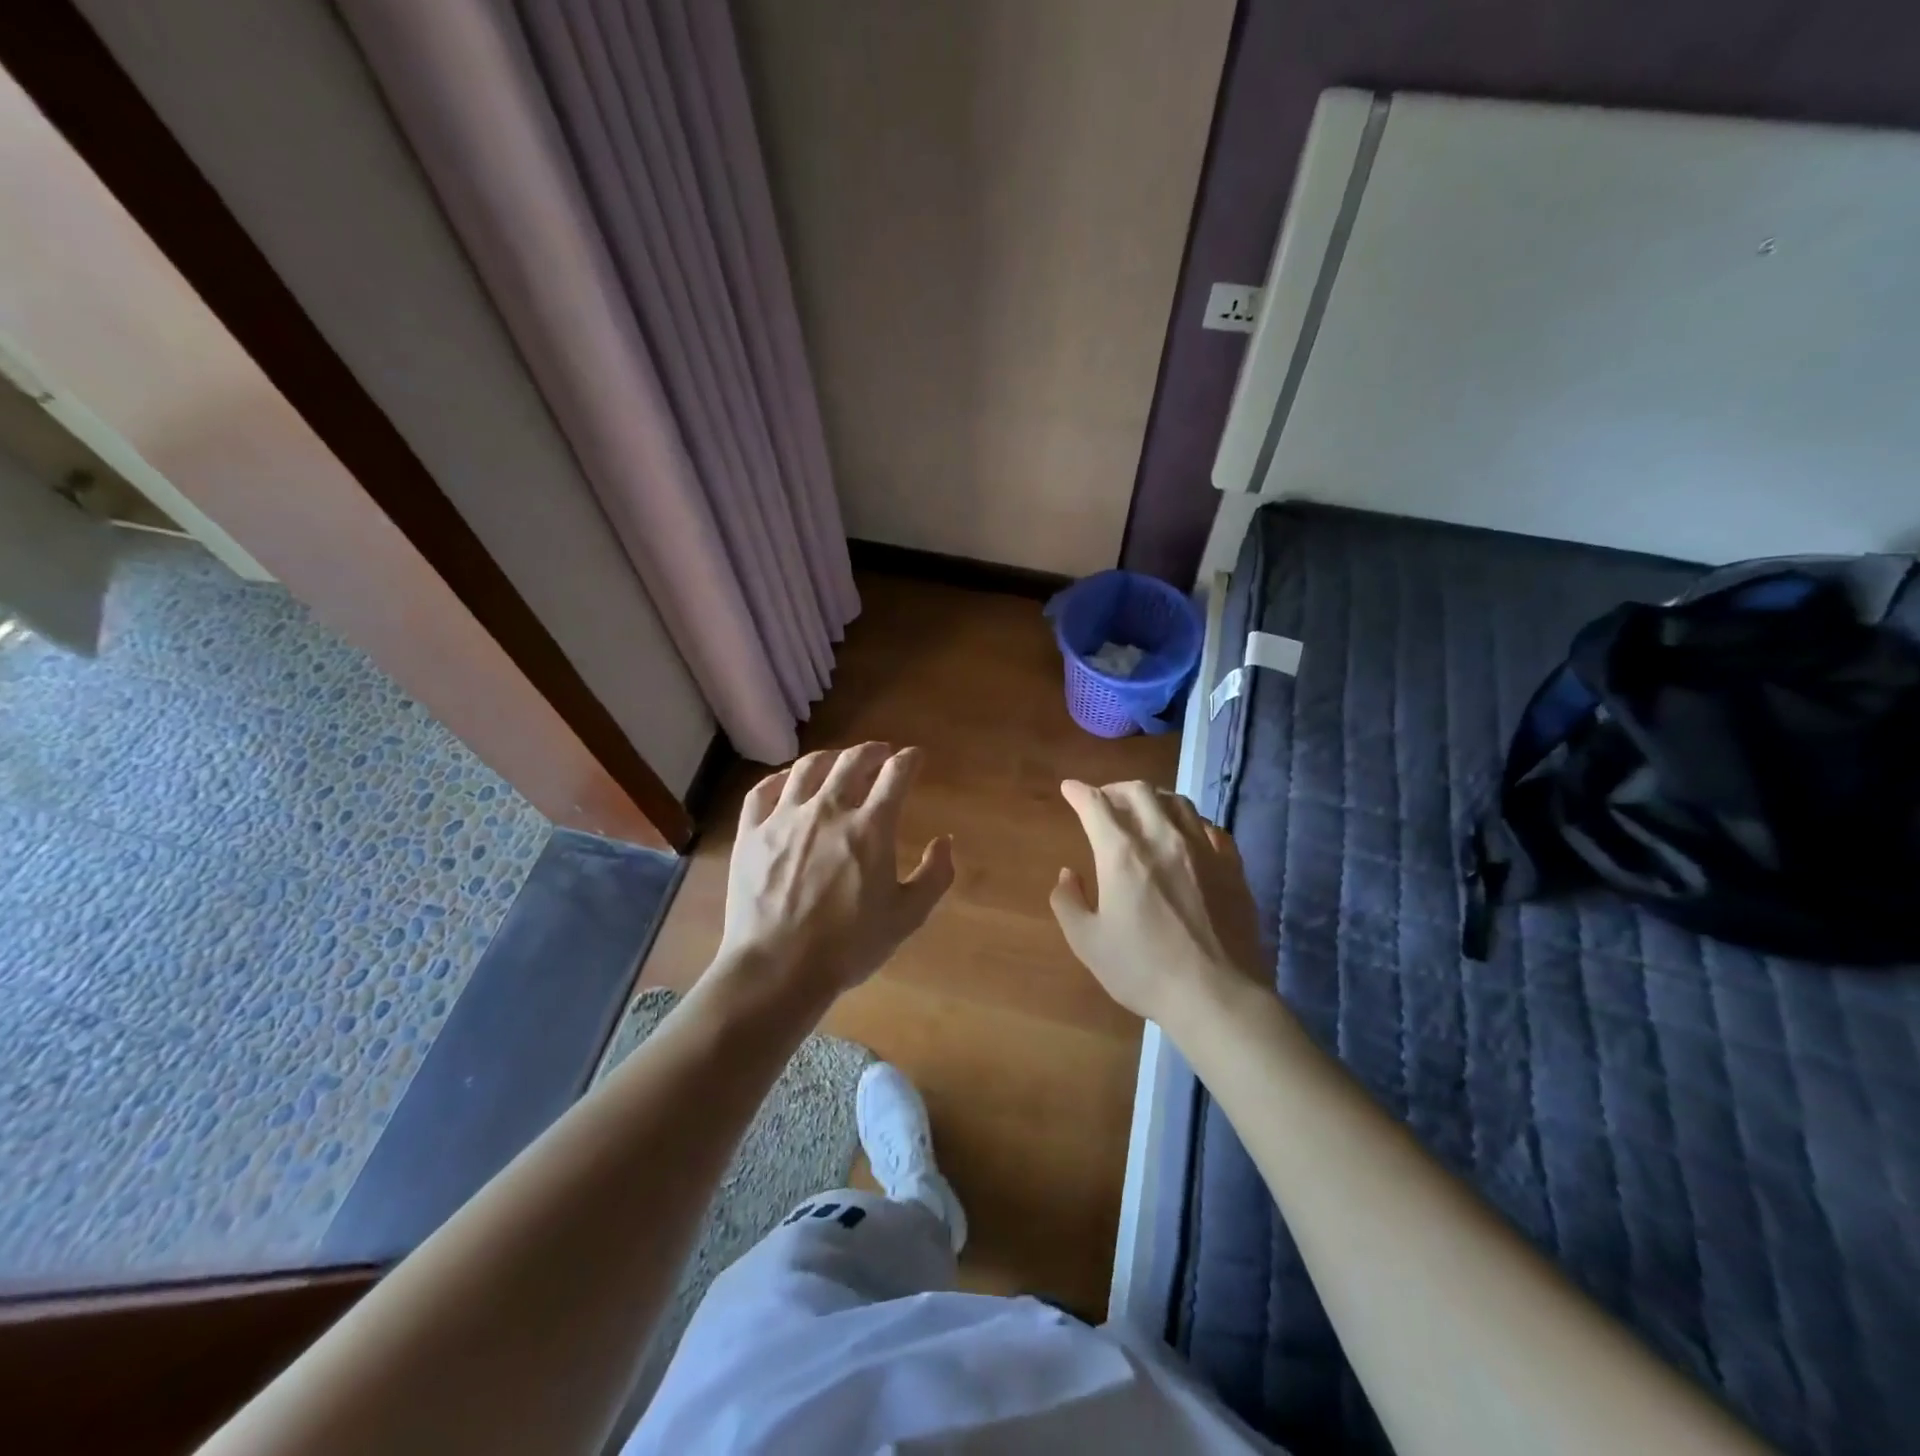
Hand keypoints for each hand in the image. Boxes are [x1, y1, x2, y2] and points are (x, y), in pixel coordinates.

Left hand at [717, 744, 954, 1001]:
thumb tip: (945, 841)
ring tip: (838, 760)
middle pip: (852, 762)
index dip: (909, 760)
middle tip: (880, 753)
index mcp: (870, 828)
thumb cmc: (848, 947)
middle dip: (872, 751)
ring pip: (807, 768)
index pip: (895, 775)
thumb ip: (934, 875)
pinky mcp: (752, 834)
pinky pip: (763, 791)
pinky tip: (788, 781)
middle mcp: (828, 810)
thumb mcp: (907, 917)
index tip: (914, 757)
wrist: (778, 969)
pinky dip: (781, 778)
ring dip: (830, 758)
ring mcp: (784, 819)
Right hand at [1050, 780, 1266, 1024]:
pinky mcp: (1231, 866)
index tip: (1069, 789)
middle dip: (1115, 789)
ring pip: (1177, 801)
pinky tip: (1186, 835)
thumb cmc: (1144, 970)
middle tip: (1104, 800)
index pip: (1096, 805)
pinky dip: (1189, 822)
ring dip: (1153, 798)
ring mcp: (1202, 849)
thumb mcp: (1087, 943)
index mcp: (1122, 854)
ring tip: (1143, 811)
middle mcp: (1162, 838)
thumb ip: (1068, 902)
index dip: (1079, 792)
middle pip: (1139, 791)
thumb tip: (1067, 874)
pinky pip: (1209, 827)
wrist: (1216, 995)